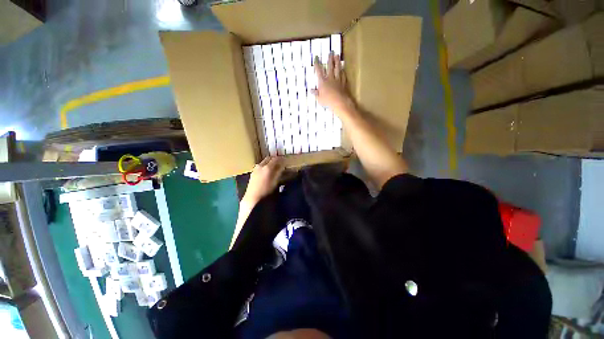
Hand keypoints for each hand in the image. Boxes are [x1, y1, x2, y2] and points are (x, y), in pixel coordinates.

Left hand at [242, 156, 283, 205]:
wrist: (253, 198)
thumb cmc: (266, 191)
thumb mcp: (275, 182)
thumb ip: (279, 172)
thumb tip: (282, 166)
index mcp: (267, 167)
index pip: (275, 159)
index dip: (281, 159)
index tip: (285, 160)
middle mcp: (260, 166)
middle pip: (268, 158)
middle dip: (274, 159)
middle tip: (280, 162)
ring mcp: (255, 169)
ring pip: (264, 162)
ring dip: (269, 163)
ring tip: (274, 168)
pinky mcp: (252, 173)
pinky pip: (260, 167)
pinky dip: (265, 167)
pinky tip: (267, 172)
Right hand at [311, 53, 354, 113]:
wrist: (339, 101)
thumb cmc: (327, 101)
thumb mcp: (319, 99)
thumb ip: (316, 93)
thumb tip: (311, 90)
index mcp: (323, 82)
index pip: (319, 71)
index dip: (317, 64)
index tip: (316, 57)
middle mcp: (330, 78)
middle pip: (330, 67)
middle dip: (330, 59)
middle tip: (331, 52)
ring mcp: (337, 80)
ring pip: (337, 69)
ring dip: (337, 62)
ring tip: (337, 56)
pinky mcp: (343, 83)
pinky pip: (343, 76)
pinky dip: (342, 72)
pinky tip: (343, 69)